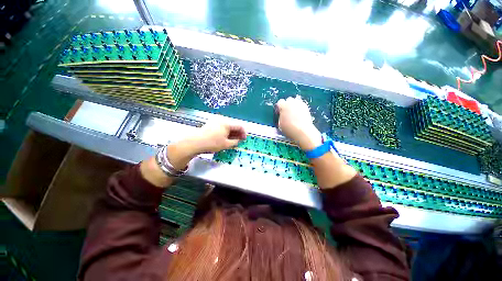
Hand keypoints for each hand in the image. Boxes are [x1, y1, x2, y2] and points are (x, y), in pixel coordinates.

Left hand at [140, 121, 246, 187]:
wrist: (195, 143)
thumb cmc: (212, 143)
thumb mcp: (226, 144)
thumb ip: (235, 142)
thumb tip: (239, 140)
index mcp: (227, 123)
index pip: (239, 126)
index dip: (244, 132)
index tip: (244, 139)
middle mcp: (221, 120)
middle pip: (233, 125)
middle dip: (238, 133)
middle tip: (239, 140)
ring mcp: (215, 121)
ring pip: (227, 126)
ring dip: (232, 133)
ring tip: (233, 140)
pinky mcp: (210, 124)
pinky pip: (222, 127)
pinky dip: (225, 132)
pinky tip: (225, 138)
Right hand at [276, 96, 321, 149]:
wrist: (302, 131)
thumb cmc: (289, 128)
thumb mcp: (280, 124)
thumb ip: (280, 117)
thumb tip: (281, 115)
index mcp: (283, 106)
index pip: (280, 102)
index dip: (279, 107)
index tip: (280, 112)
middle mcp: (292, 102)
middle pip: (288, 100)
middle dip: (287, 105)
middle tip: (287, 113)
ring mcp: (300, 104)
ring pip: (296, 102)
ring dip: (294, 106)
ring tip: (293, 114)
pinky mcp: (306, 107)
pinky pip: (301, 106)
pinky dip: (299, 109)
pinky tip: (299, 116)